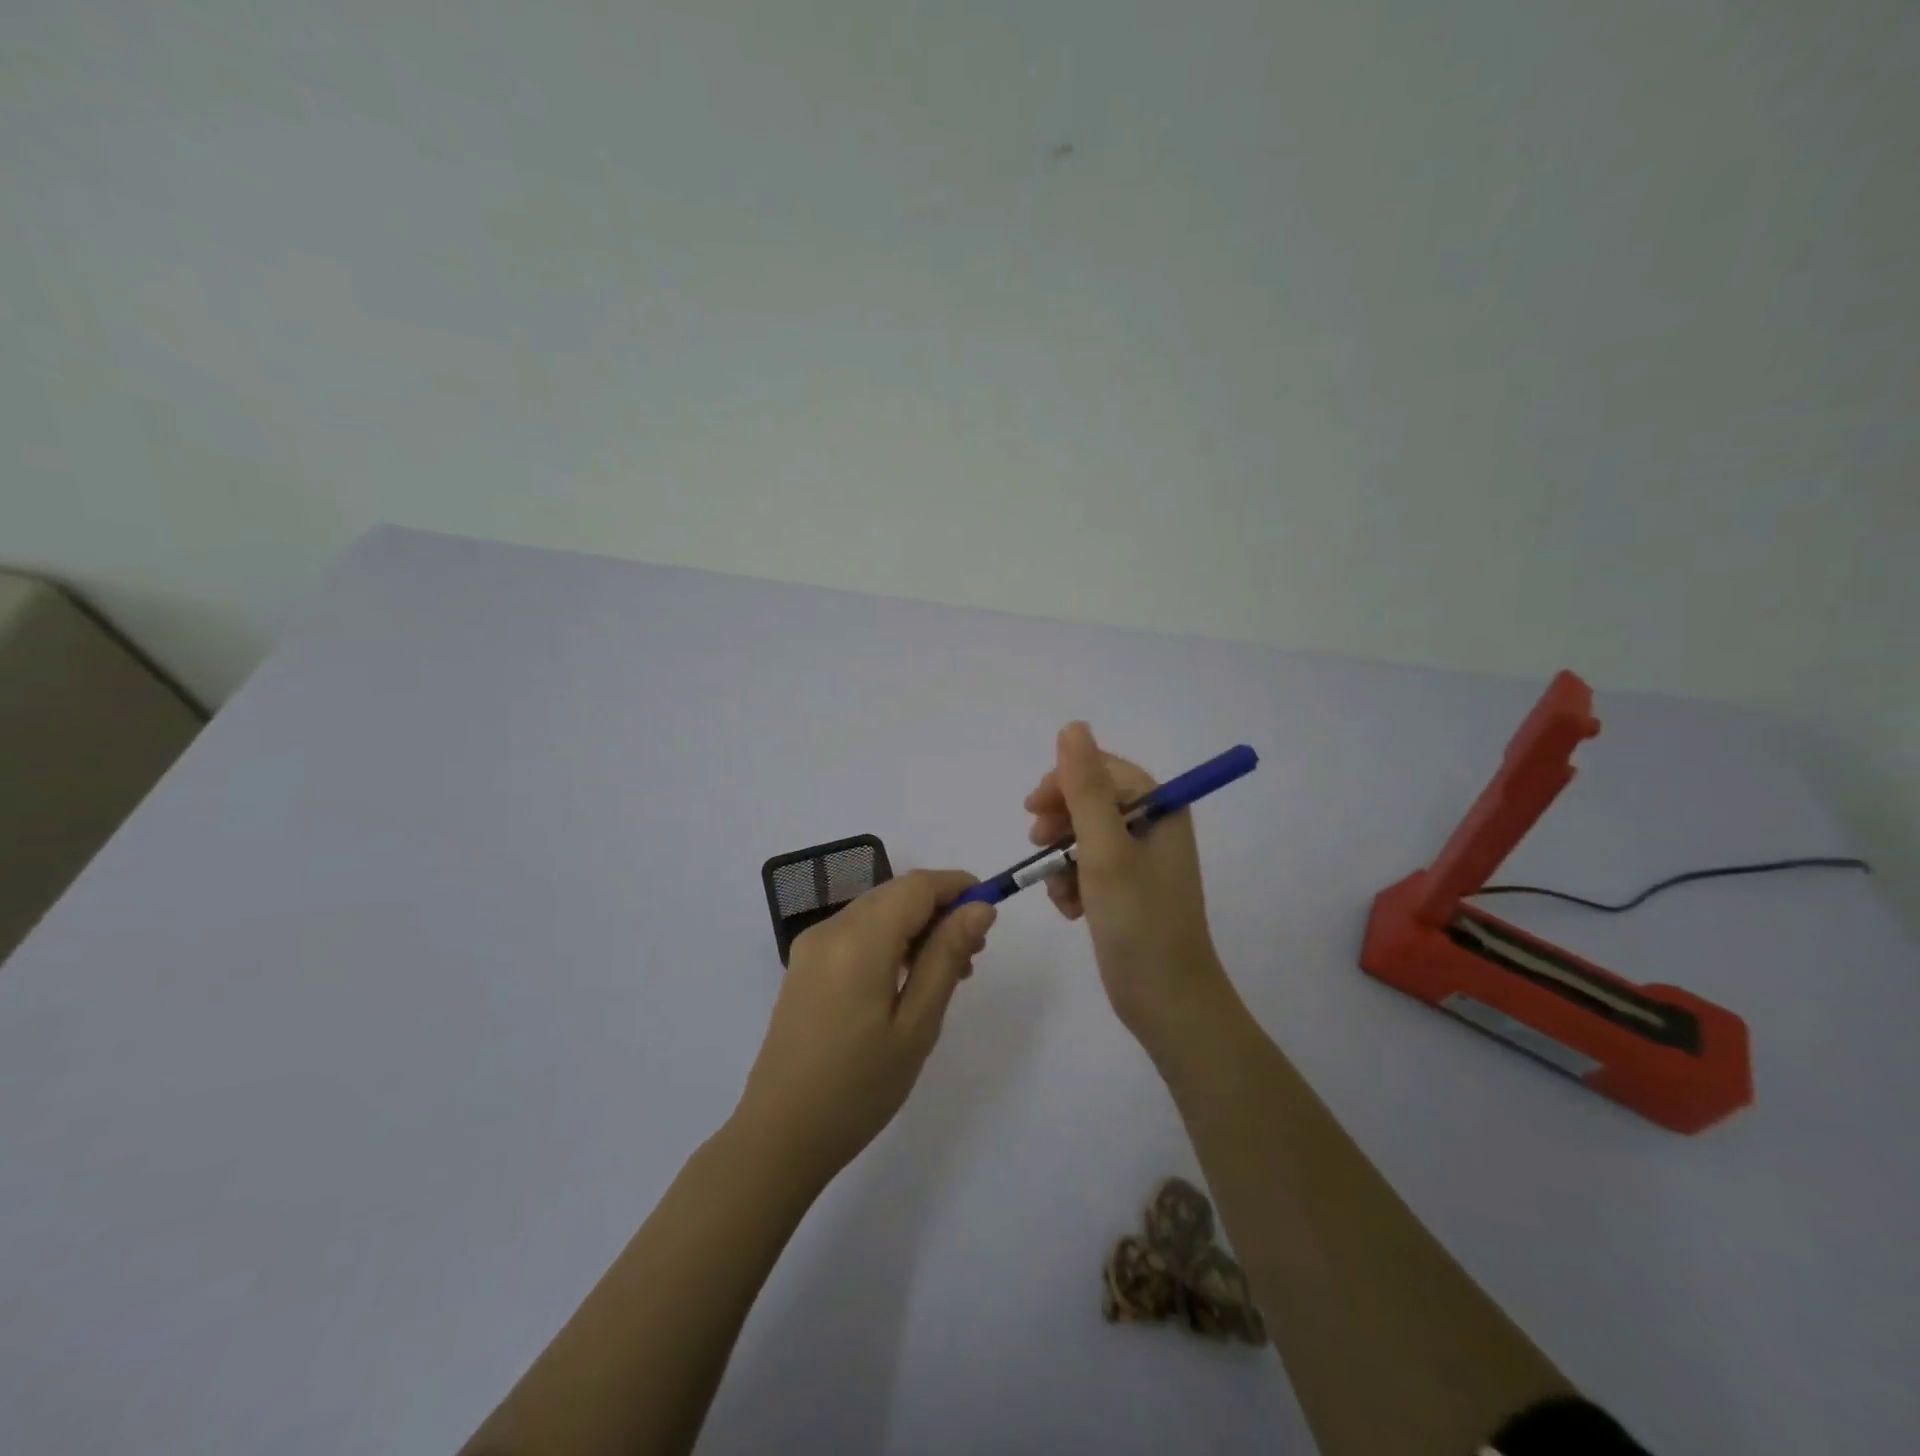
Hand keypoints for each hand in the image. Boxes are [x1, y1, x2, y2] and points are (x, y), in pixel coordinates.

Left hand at [733, 870, 996, 1186]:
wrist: (780, 1136)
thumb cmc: (859, 1087)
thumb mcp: (917, 1024)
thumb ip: (947, 956)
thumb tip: (979, 908)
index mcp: (858, 939)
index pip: (916, 885)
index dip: (957, 886)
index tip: (990, 911)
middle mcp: (830, 929)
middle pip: (895, 894)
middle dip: (939, 909)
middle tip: (973, 954)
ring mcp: (812, 947)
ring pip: (877, 912)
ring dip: (916, 927)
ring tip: (948, 973)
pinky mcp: (804, 966)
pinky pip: (856, 933)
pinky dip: (889, 941)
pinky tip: (908, 980)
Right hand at [1025, 722, 1230, 1051]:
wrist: (1166, 1002)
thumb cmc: (1139, 921)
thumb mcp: (1106, 850)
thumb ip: (1087, 788)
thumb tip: (1073, 726)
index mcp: (1161, 810)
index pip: (1104, 771)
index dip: (1065, 782)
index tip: (1032, 808)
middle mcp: (1154, 829)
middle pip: (1092, 802)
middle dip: (1060, 823)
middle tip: (1037, 845)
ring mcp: (1141, 862)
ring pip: (1083, 838)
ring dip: (1062, 860)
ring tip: (1060, 891)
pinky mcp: (1127, 891)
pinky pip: (1088, 869)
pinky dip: (1072, 884)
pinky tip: (1071, 911)